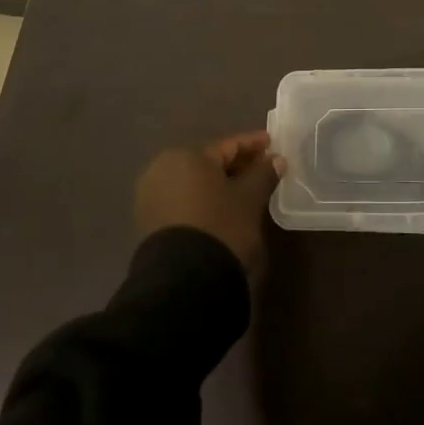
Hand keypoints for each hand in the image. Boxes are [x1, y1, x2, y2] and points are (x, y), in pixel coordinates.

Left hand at [135, 132, 280, 273]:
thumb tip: (275, 159)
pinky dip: (203, 200)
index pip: (228, 146)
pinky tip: (221, 209)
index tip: (272, 144)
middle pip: (209, 163)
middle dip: (236, 165)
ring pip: (194, 183)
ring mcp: (151, 196)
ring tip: (245, 191)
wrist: (183, 280)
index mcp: (187, 156)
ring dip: (219, 185)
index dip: (253, 145)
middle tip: (262, 169)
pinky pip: (183, 200)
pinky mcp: (148, 221)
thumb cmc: (221, 226)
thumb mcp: (250, 199)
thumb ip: (264, 174)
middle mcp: (163, 168)